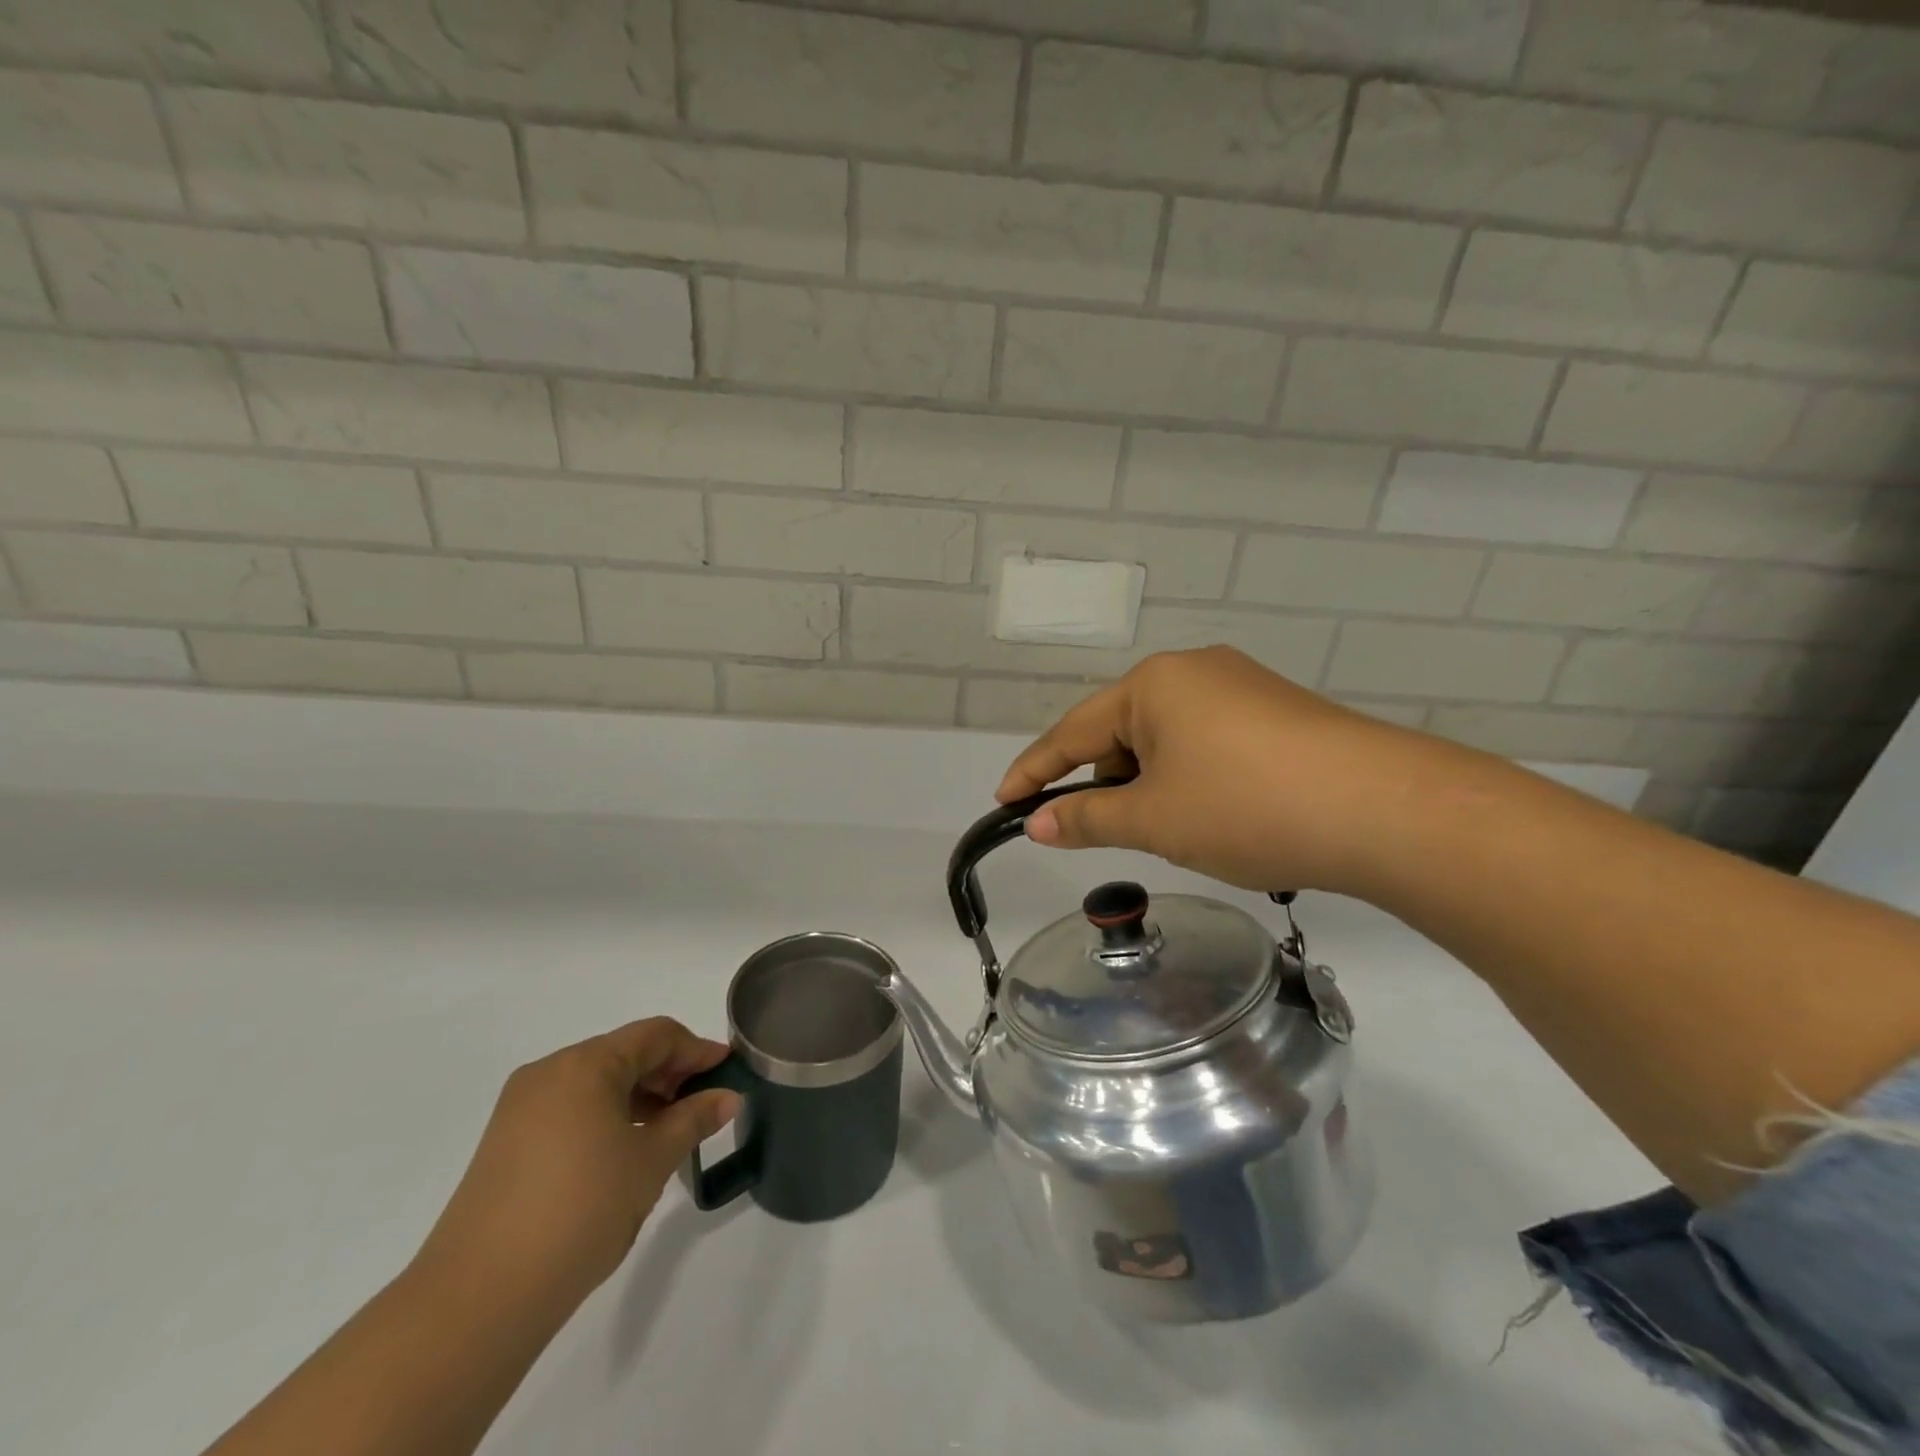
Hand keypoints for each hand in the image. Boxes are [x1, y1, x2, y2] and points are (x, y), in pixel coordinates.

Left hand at [412, 1018, 739, 1322]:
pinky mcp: (505, 1144)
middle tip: (705, 1103)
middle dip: (669, 1073)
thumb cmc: (580, 1211)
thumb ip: (693, 1120)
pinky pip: (571, 1110)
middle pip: (624, 1054)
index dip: (697, 1049)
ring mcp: (521, 1109)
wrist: (477, 1300)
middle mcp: (549, 1073)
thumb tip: (728, 1097)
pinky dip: (607, 1117)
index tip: (728, 1070)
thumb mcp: (651, 1161)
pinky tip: (626, 1151)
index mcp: (584, 1064)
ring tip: (671, 1132)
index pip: (655, 1035)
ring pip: (597, 1083)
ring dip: (640, 1097)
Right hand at [996, 646, 1439, 897]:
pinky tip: (1208, 813)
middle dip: (1100, 780)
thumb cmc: (1245, 806)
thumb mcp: (1154, 818)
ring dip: (1147, 783)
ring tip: (1159, 828)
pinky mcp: (1277, 713)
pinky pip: (1206, 744)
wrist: (1384, 809)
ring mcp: (1242, 688)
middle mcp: (1194, 671)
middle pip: (1121, 730)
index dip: (1034, 771)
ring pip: (1166, 740)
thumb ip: (1087, 817)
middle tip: (1090, 828)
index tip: (1004, 801)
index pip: (1073, 732)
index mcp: (1153, 683)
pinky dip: (1188, 779)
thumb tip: (1039, 823)